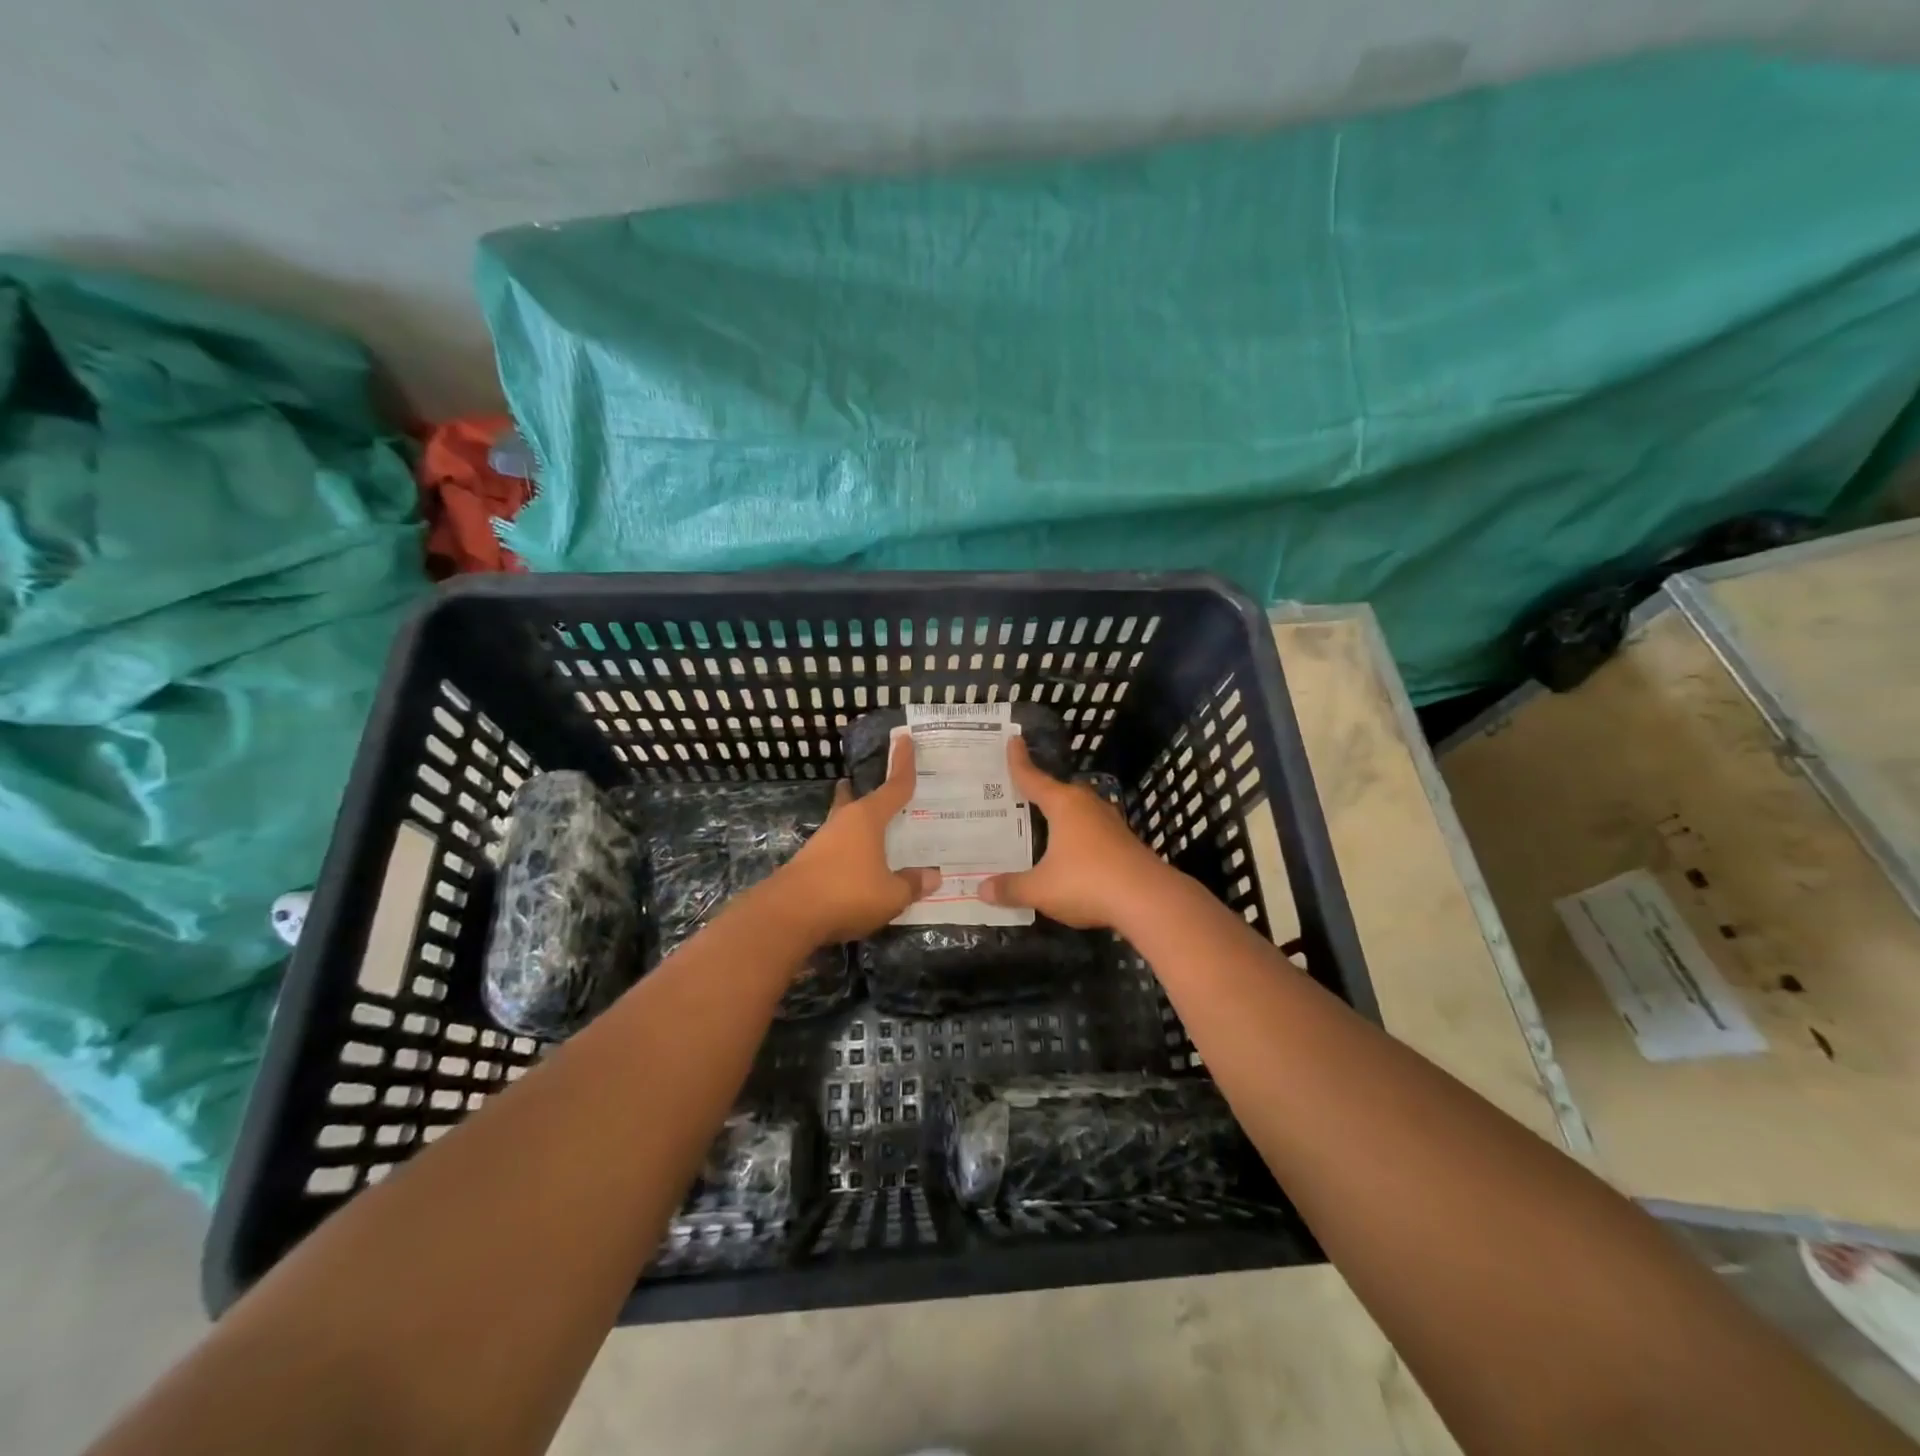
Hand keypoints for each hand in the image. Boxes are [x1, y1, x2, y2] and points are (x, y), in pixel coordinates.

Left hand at [764, 735, 938, 944]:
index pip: (894, 786)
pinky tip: (860, 864)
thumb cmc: (847, 893)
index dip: (903, 763)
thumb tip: (933, 876)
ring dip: (859, 824)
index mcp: (867, 818)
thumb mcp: (891, 895)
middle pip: (860, 798)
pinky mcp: (810, 862)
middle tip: (885, 788)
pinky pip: (838, 847)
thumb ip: (912, 884)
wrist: (788, 915)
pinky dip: (852, 849)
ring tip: (878, 830)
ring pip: (846, 823)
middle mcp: (844, 822)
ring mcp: (823, 841)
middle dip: (869, 790)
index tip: (905, 738)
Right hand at [978, 737, 1170, 929]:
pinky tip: (1071, 852)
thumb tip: (982, 889)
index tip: (1013, 740)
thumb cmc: (1088, 882)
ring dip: (1062, 817)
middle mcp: (1088, 806)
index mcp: (1064, 805)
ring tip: (1043, 824)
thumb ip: (1012, 888)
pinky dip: (1078, 837)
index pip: (1033, 778)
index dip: (1019, 762)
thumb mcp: (1041, 889)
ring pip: (1079, 812)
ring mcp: (1111, 823)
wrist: (1149, 900)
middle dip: (1040, 792)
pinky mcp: (1125, 843)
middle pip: (1059, 792)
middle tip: (1018, 794)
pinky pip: (1093, 832)